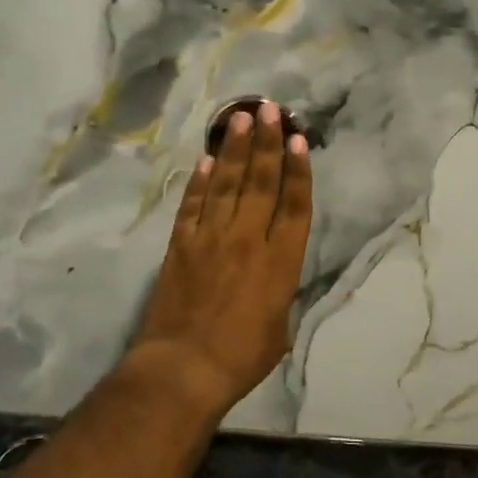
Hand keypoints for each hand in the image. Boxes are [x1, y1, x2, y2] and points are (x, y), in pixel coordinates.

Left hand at [130, 101, 312, 415]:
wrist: (184, 368)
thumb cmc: (241, 357)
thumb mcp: (280, 327)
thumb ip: (280, 290)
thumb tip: (276, 272)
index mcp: (280, 261)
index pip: (294, 205)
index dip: (298, 170)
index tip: (298, 140)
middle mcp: (248, 238)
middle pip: (260, 181)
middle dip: (267, 142)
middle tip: (269, 109)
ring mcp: (210, 237)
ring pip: (226, 183)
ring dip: (234, 149)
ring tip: (242, 117)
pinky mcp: (180, 244)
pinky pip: (193, 204)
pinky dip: (200, 180)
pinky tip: (206, 159)